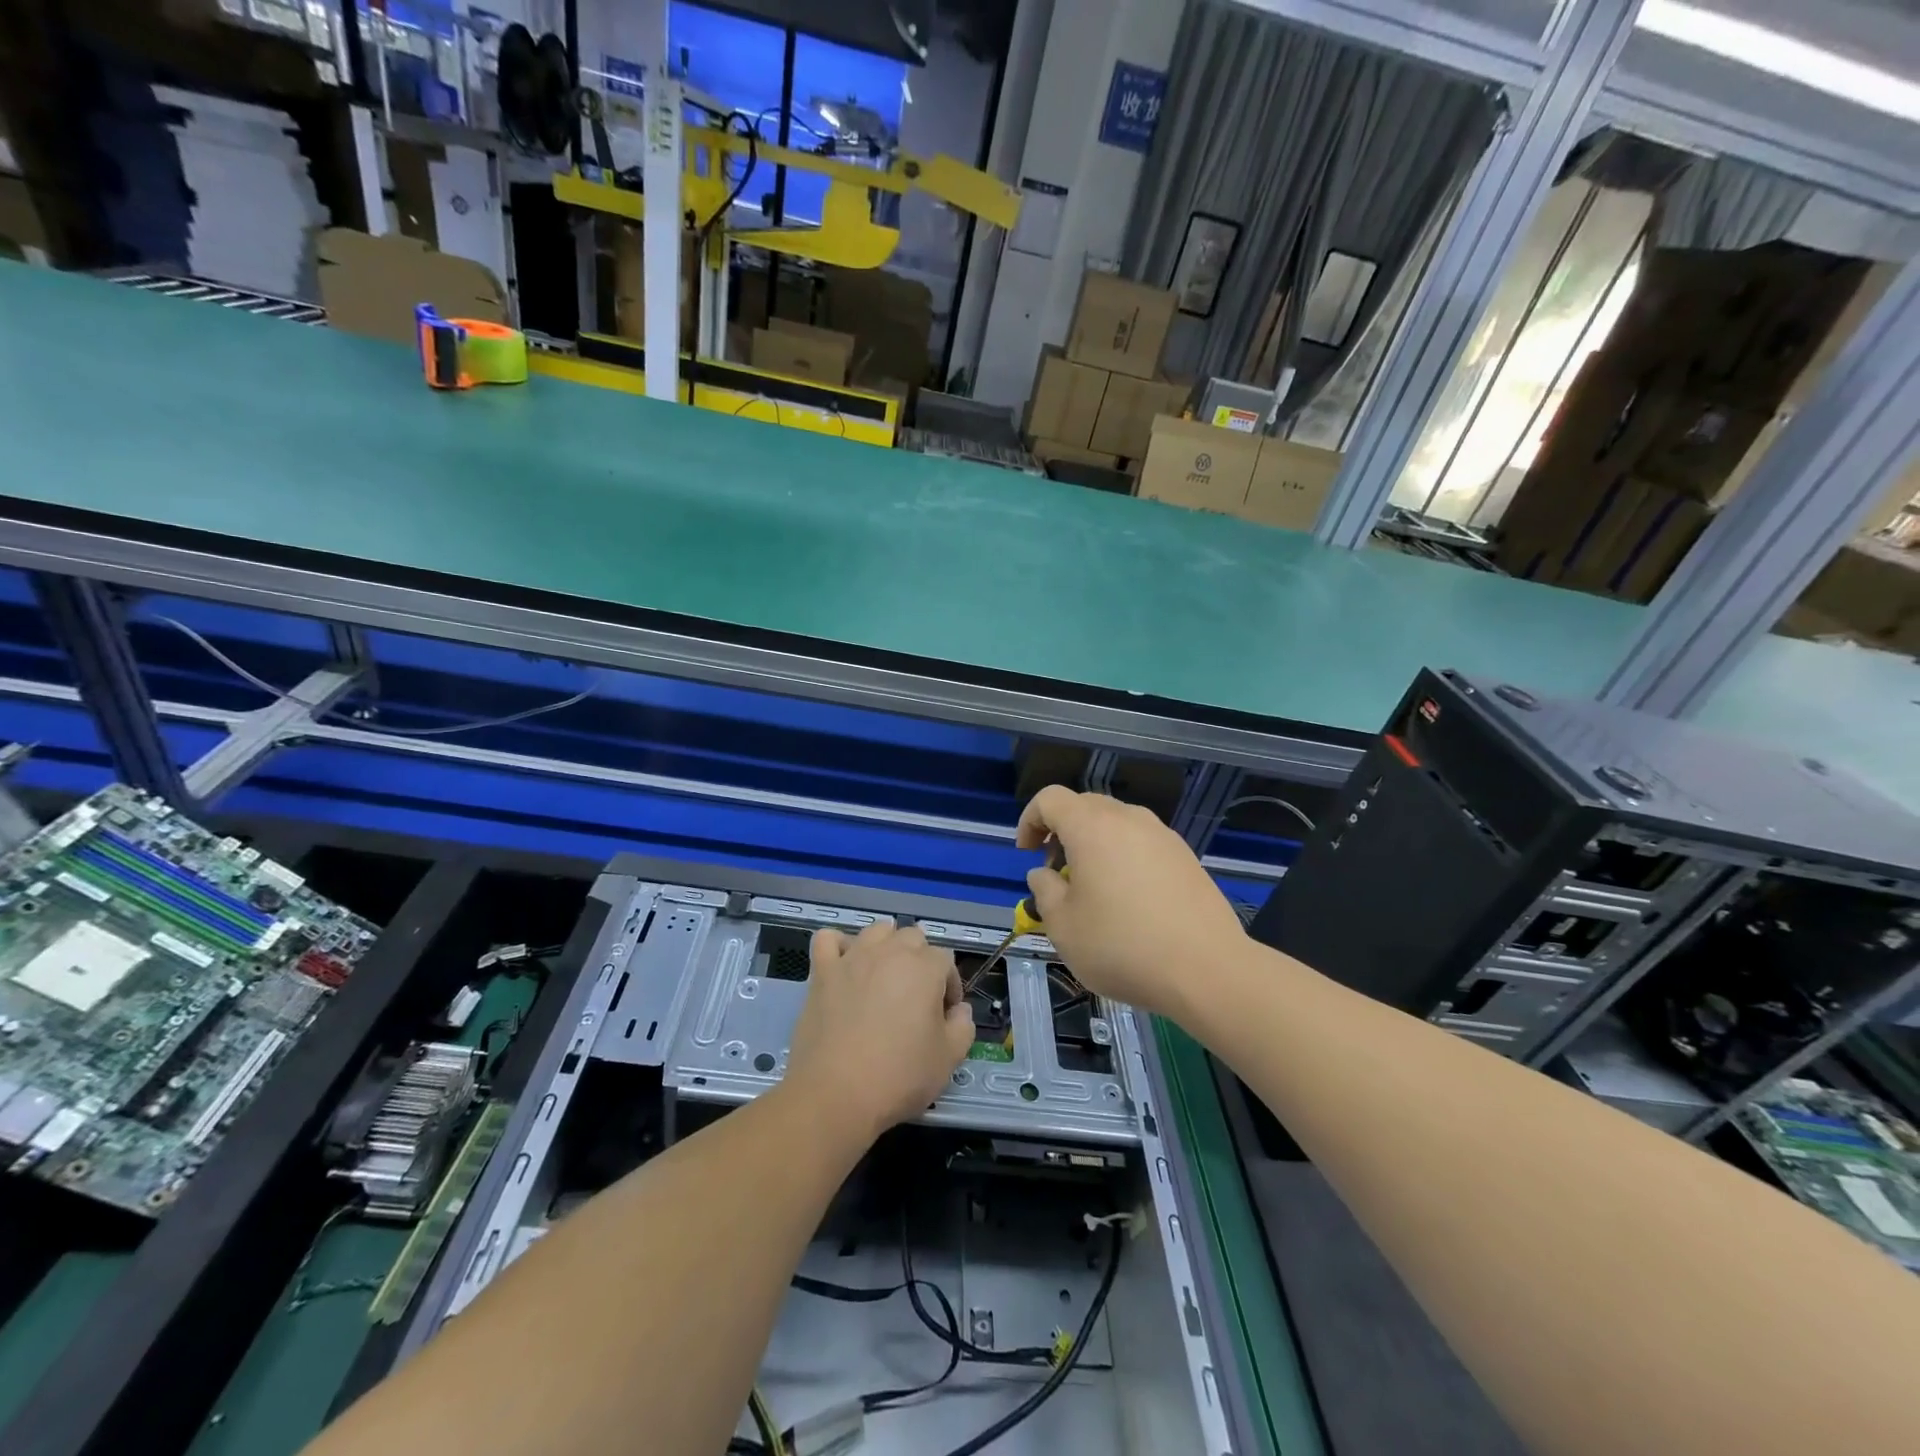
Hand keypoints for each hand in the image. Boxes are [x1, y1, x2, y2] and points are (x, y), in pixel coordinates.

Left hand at [783, 922, 974, 1142]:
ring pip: (876, 930)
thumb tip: (959, 1010)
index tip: (943, 1016)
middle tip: (915, 998)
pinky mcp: (822, 971)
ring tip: (884, 977)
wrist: (836, 1094)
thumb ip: (963, 1026)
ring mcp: (853, 958)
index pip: (946, 960)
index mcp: (925, 968)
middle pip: (913, 937)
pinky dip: (838, 946)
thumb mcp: (949, 1059)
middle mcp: (890, 952)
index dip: (949, 986)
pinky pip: (828, 939)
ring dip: (886, 946)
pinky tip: (844, 966)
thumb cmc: (899, 1076)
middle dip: (920, 961)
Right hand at [1018, 786, 1245, 1020]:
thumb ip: (1044, 891)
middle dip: (1061, 831)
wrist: (1207, 970)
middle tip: (1056, 871)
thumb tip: (1045, 874)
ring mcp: (1162, 835)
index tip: (1027, 853)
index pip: (1050, 798)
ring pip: (1116, 823)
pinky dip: (1123, 856)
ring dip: (1094, 843)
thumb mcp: (1063, 926)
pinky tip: (1129, 898)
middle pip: (1084, 805)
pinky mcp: (1185, 857)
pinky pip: (1142, 842)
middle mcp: (1128, 819)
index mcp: (1091, 826)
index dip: (1030, 820)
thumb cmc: (1122, 946)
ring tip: (1092, 887)